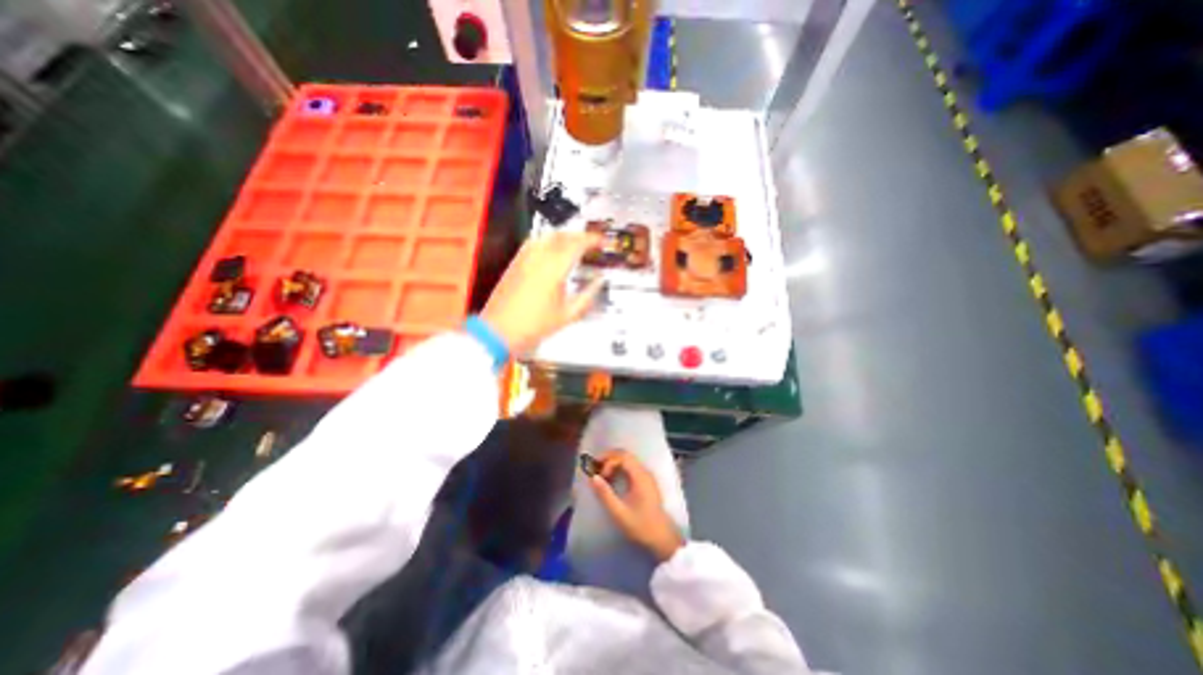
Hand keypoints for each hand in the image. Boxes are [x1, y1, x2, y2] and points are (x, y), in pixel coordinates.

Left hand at [481, 232, 599, 354]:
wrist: (500, 330)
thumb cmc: (536, 325)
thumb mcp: (568, 315)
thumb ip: (588, 296)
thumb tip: (599, 281)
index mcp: (555, 268)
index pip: (578, 244)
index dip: (592, 240)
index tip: (602, 242)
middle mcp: (540, 257)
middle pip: (563, 236)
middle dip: (580, 236)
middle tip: (592, 243)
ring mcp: (525, 257)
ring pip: (548, 236)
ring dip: (565, 236)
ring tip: (575, 245)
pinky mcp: (515, 262)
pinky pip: (535, 242)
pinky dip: (549, 241)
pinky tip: (552, 250)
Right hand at [591, 450, 685, 560]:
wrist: (662, 538)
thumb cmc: (640, 526)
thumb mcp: (619, 512)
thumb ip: (605, 494)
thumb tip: (592, 478)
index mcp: (640, 476)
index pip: (623, 457)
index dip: (608, 462)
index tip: (600, 476)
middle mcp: (645, 472)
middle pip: (626, 455)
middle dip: (609, 458)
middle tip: (596, 467)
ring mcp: (647, 476)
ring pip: (629, 460)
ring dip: (614, 462)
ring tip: (602, 473)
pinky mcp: (647, 482)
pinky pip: (632, 467)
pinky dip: (620, 468)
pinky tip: (613, 479)